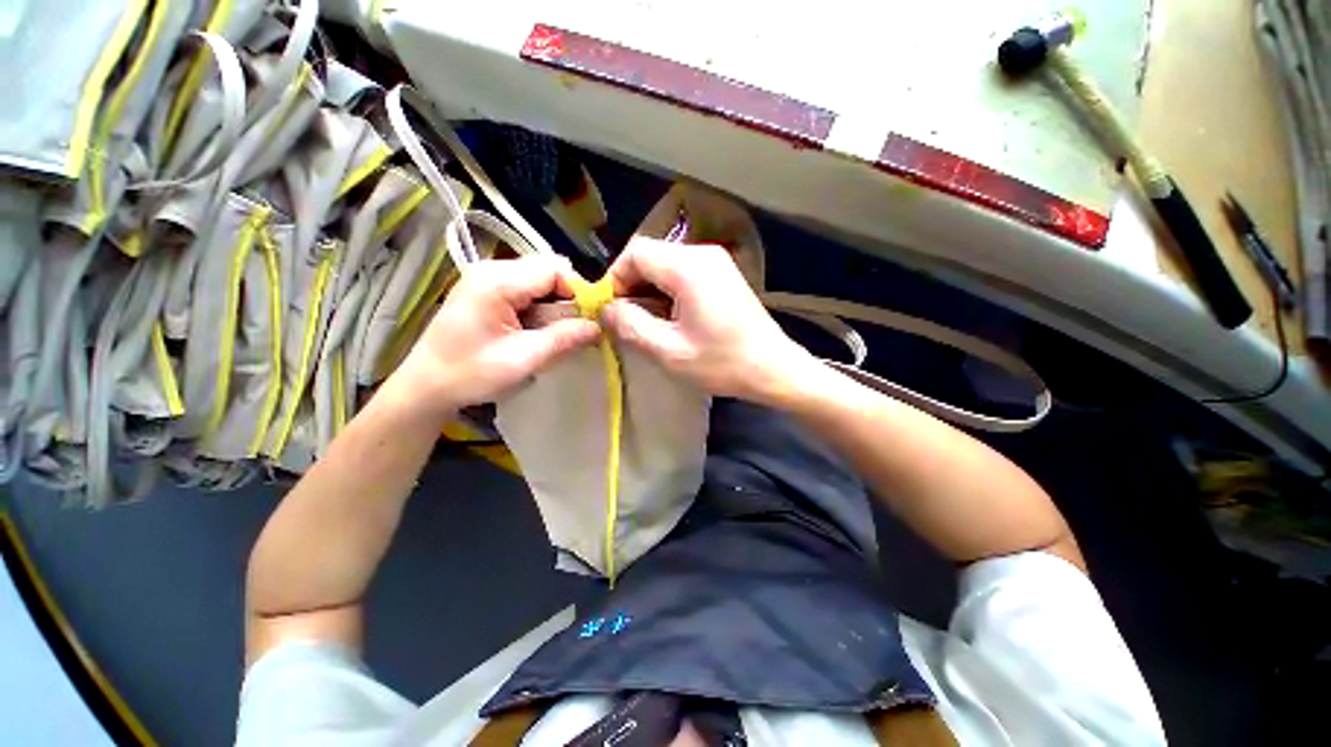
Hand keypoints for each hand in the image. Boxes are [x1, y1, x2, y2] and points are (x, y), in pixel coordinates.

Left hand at [392, 256, 599, 415]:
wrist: (426, 385)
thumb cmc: (470, 374)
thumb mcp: (522, 360)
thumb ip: (563, 339)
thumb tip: (598, 327)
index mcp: (497, 282)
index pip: (554, 268)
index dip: (578, 291)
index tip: (589, 319)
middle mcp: (491, 270)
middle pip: (548, 269)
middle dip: (568, 296)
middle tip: (573, 328)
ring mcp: (487, 278)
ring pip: (540, 278)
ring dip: (555, 303)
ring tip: (555, 332)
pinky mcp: (487, 289)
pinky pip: (527, 288)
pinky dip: (541, 306)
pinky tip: (537, 329)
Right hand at [602, 238, 814, 401]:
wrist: (774, 368)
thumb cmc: (722, 362)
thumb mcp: (669, 351)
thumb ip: (630, 325)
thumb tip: (606, 309)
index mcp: (687, 267)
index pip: (635, 253)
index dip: (614, 278)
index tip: (609, 310)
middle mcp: (702, 253)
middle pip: (650, 256)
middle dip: (631, 285)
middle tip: (624, 320)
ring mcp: (716, 261)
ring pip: (665, 264)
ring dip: (649, 289)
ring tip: (645, 322)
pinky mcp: (723, 273)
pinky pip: (683, 272)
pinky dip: (667, 290)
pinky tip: (669, 317)